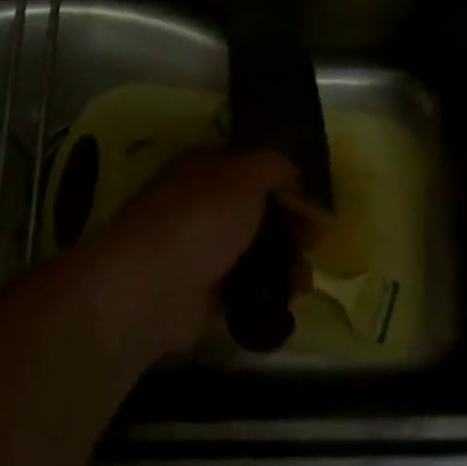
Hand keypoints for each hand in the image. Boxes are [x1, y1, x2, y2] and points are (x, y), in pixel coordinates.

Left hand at [81, 149, 299, 356]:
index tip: (312, 203)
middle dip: (291, 226)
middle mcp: (200, 205)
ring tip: (302, 278)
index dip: (284, 182)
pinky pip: (246, 287)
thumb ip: (276, 168)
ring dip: (286, 262)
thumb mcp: (246, 175)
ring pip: (255, 251)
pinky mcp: (203, 293)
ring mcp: (200, 250)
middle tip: (314, 242)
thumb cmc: (200, 219)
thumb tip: (295, 181)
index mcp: (203, 168)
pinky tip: (288, 298)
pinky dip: (269, 292)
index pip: (251, 168)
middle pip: (257, 211)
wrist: (152, 289)